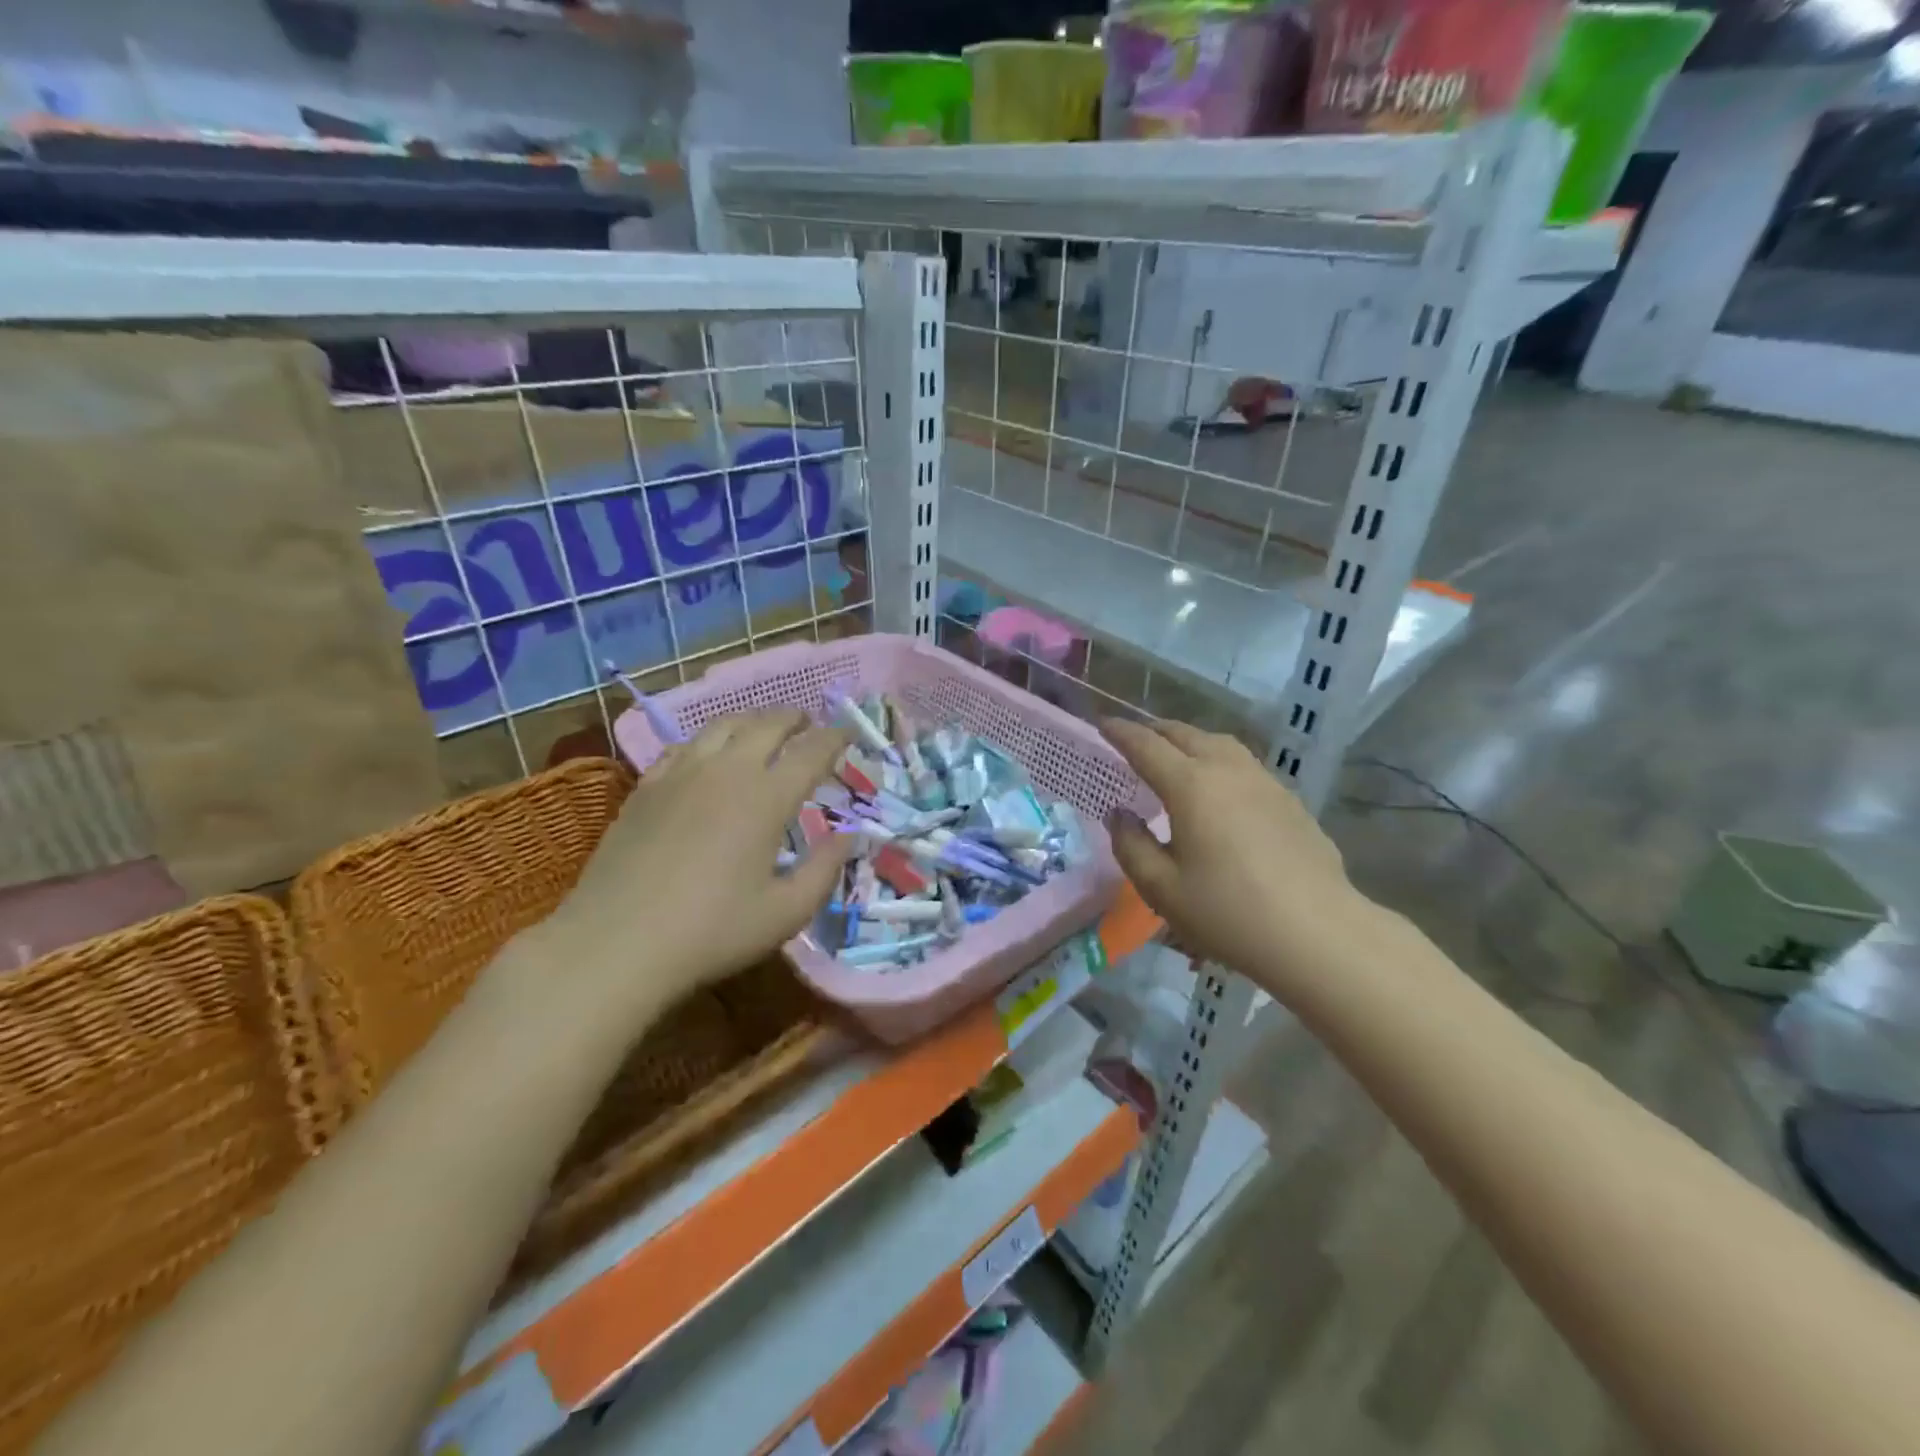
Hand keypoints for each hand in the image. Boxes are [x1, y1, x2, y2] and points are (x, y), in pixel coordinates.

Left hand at [544, 709, 854, 1017]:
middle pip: (767, 724)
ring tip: (764, 728)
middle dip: (794, 718)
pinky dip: (708, 740)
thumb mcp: (786, 912)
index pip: (811, 752)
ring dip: (752, 720)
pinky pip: (684, 746)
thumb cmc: (712, 932)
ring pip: (722, 725)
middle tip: (809, 722)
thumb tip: (849, 836)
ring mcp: (681, 774)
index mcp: (767, 798)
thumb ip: (824, 869)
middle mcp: (727, 772)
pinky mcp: (646, 788)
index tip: (849, 733)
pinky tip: (707, 754)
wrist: (616, 943)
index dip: (835, 738)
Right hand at [1101, 718, 1357, 995]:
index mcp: (1191, 785)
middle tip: (1133, 740)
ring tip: (1174, 756)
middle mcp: (1227, 770)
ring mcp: (1264, 782)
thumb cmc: (1228, 912)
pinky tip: (1219, 788)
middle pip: (1184, 734)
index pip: (1146, 745)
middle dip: (1154, 731)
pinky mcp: (1289, 800)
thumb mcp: (1161, 888)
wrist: (1317, 933)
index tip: (1102, 725)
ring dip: (1189, 741)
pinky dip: (1218, 761)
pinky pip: (1243, 764)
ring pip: (1219, 743)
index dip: (1121, 732)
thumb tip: (1120, 815)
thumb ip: (1131, 845)